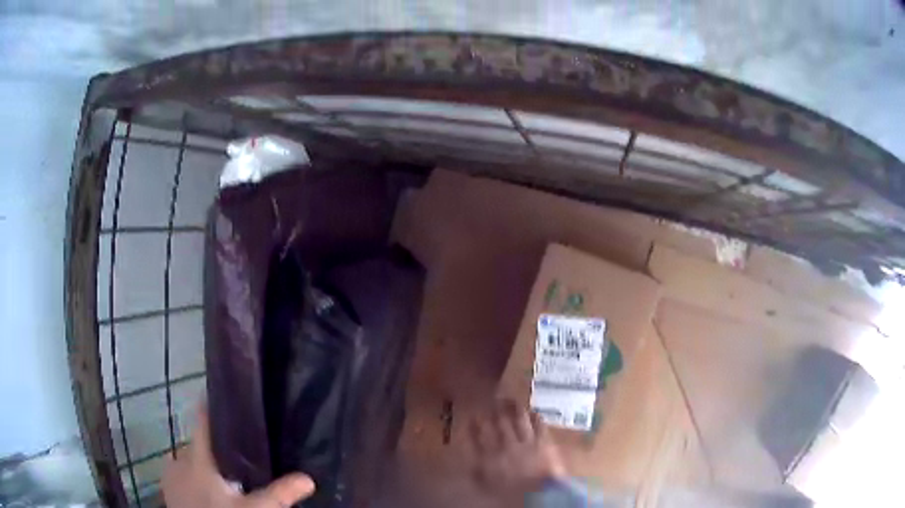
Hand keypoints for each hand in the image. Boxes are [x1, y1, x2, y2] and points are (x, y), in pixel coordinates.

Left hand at [162, 405, 314, 507]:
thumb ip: (278, 493)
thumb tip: (308, 478)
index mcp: (197, 458)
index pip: (203, 420)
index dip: (216, 406)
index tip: (233, 396)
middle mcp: (180, 459)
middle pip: (200, 442)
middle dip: (219, 446)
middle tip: (243, 455)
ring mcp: (171, 474)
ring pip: (192, 458)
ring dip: (208, 463)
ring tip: (230, 474)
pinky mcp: (169, 488)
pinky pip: (184, 473)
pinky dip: (197, 476)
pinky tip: (213, 490)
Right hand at [469, 399, 566, 495]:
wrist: (539, 496)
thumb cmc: (510, 494)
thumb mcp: (486, 484)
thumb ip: (476, 470)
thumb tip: (469, 459)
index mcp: (489, 456)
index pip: (478, 434)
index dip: (475, 423)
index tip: (472, 414)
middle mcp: (506, 444)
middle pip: (498, 422)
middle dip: (493, 409)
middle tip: (491, 399)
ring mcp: (527, 441)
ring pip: (518, 418)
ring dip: (513, 408)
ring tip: (510, 400)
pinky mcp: (544, 441)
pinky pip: (538, 424)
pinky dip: (534, 416)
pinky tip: (532, 411)